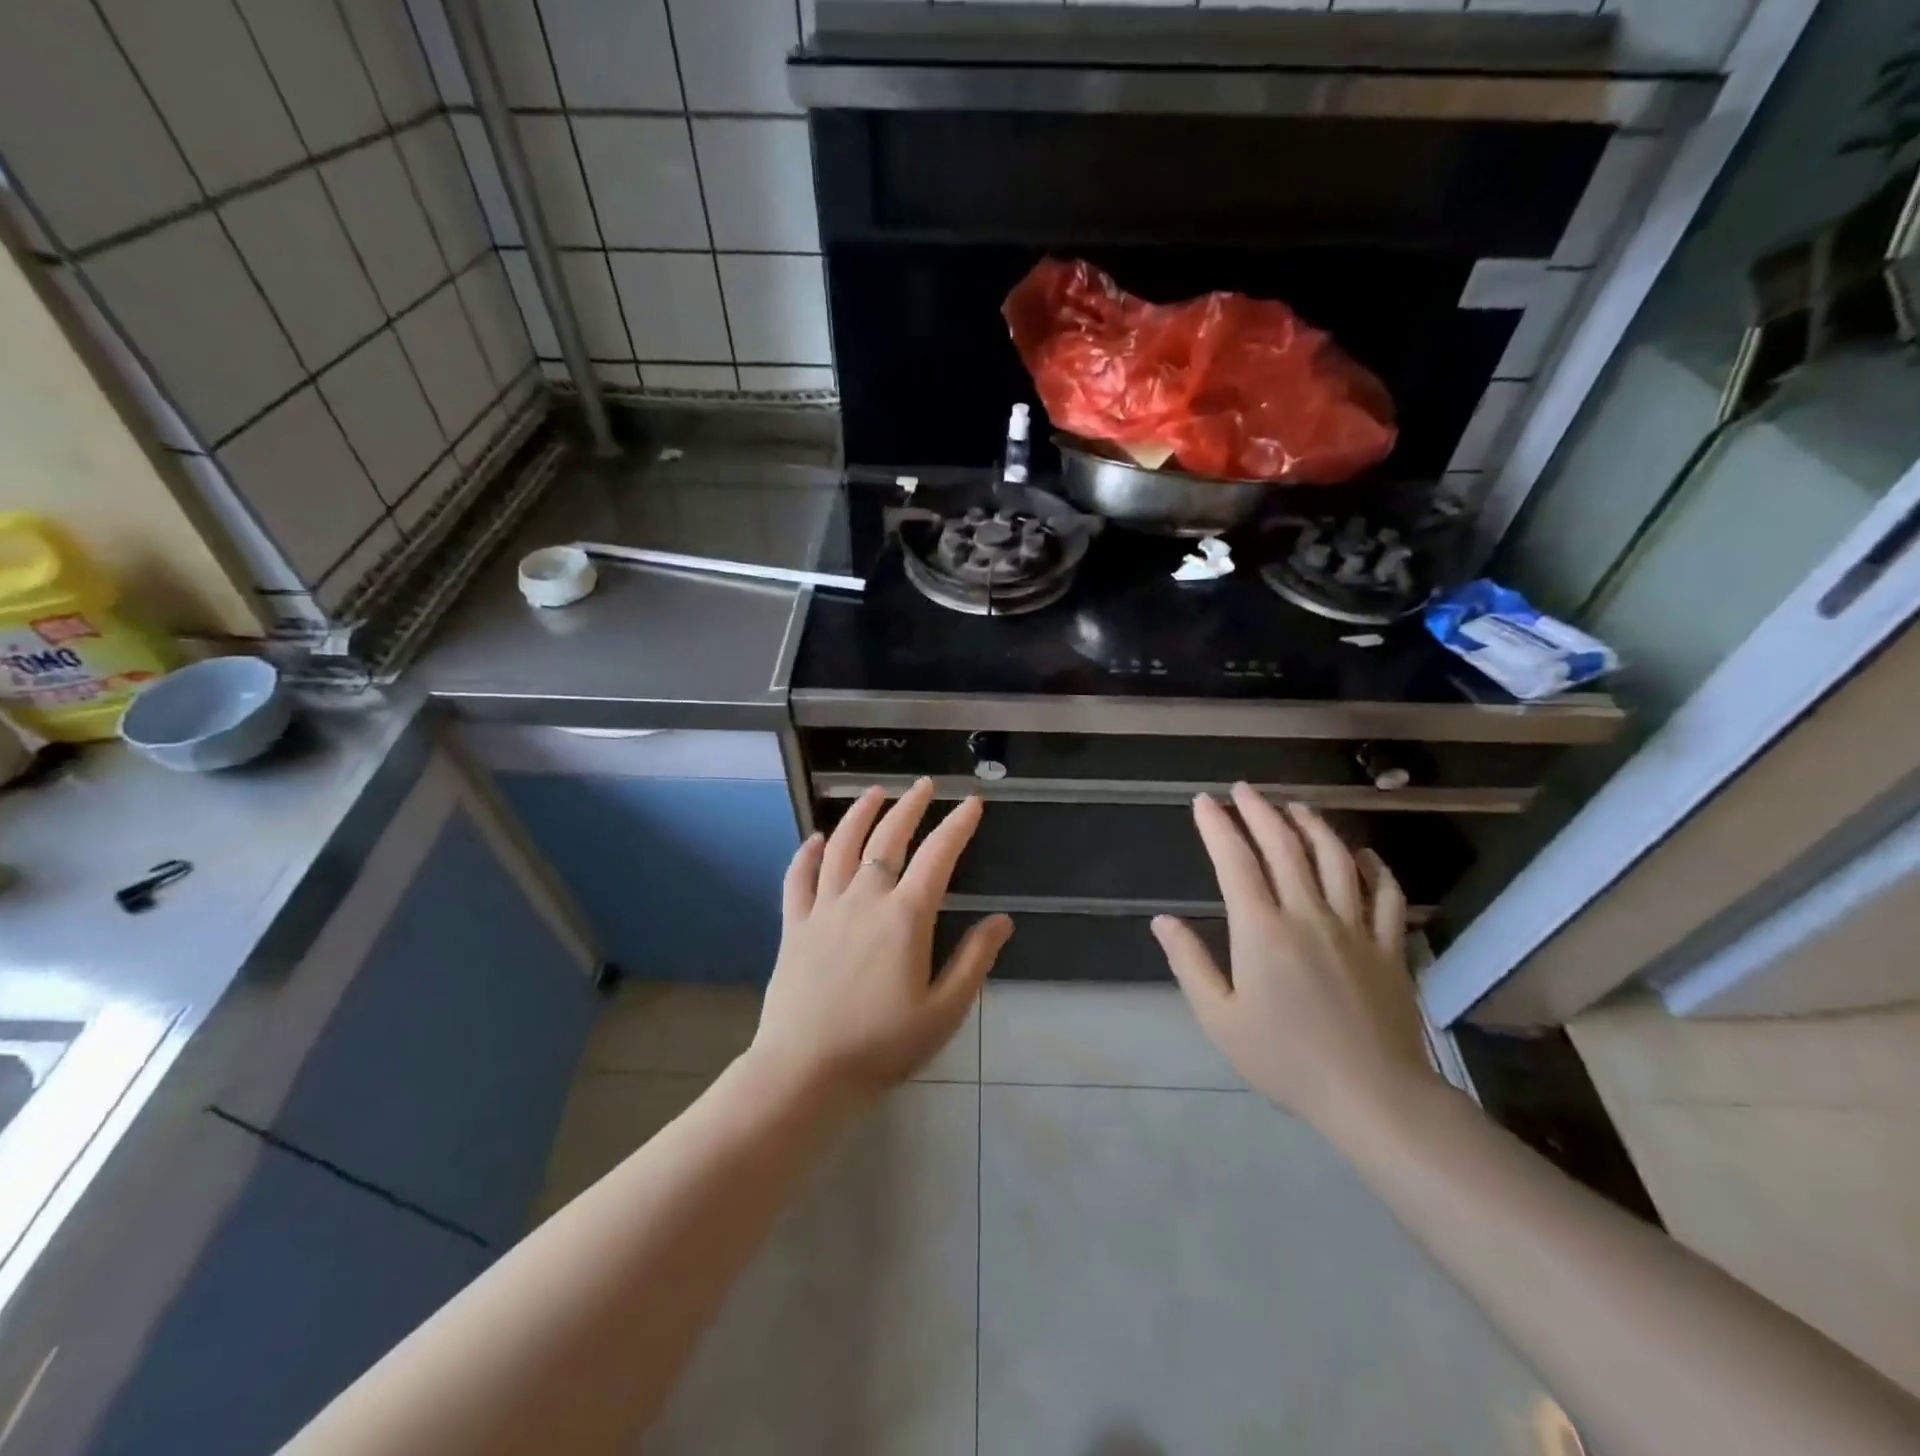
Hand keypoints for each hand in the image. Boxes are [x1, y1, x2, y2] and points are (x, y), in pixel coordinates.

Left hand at [751, 779, 1011, 1104]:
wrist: (805, 1072)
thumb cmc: (882, 1047)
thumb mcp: (943, 1012)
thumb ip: (974, 962)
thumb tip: (1001, 921)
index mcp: (905, 918)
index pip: (938, 856)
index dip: (957, 826)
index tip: (972, 803)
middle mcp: (864, 899)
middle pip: (888, 838)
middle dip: (910, 806)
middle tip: (924, 784)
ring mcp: (824, 909)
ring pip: (841, 846)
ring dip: (859, 814)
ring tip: (874, 792)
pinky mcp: (794, 925)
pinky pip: (798, 877)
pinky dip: (806, 852)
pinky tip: (814, 838)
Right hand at [1152, 785, 1439, 1136]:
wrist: (1372, 1095)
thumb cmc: (1285, 1058)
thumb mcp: (1219, 1018)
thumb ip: (1189, 963)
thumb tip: (1161, 920)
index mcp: (1262, 930)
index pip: (1235, 862)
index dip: (1217, 826)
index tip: (1204, 801)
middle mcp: (1307, 915)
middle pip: (1284, 847)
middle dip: (1260, 811)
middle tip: (1244, 789)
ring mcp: (1353, 927)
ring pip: (1335, 859)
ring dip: (1312, 825)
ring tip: (1295, 807)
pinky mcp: (1387, 947)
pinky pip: (1385, 895)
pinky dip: (1373, 867)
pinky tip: (1361, 854)